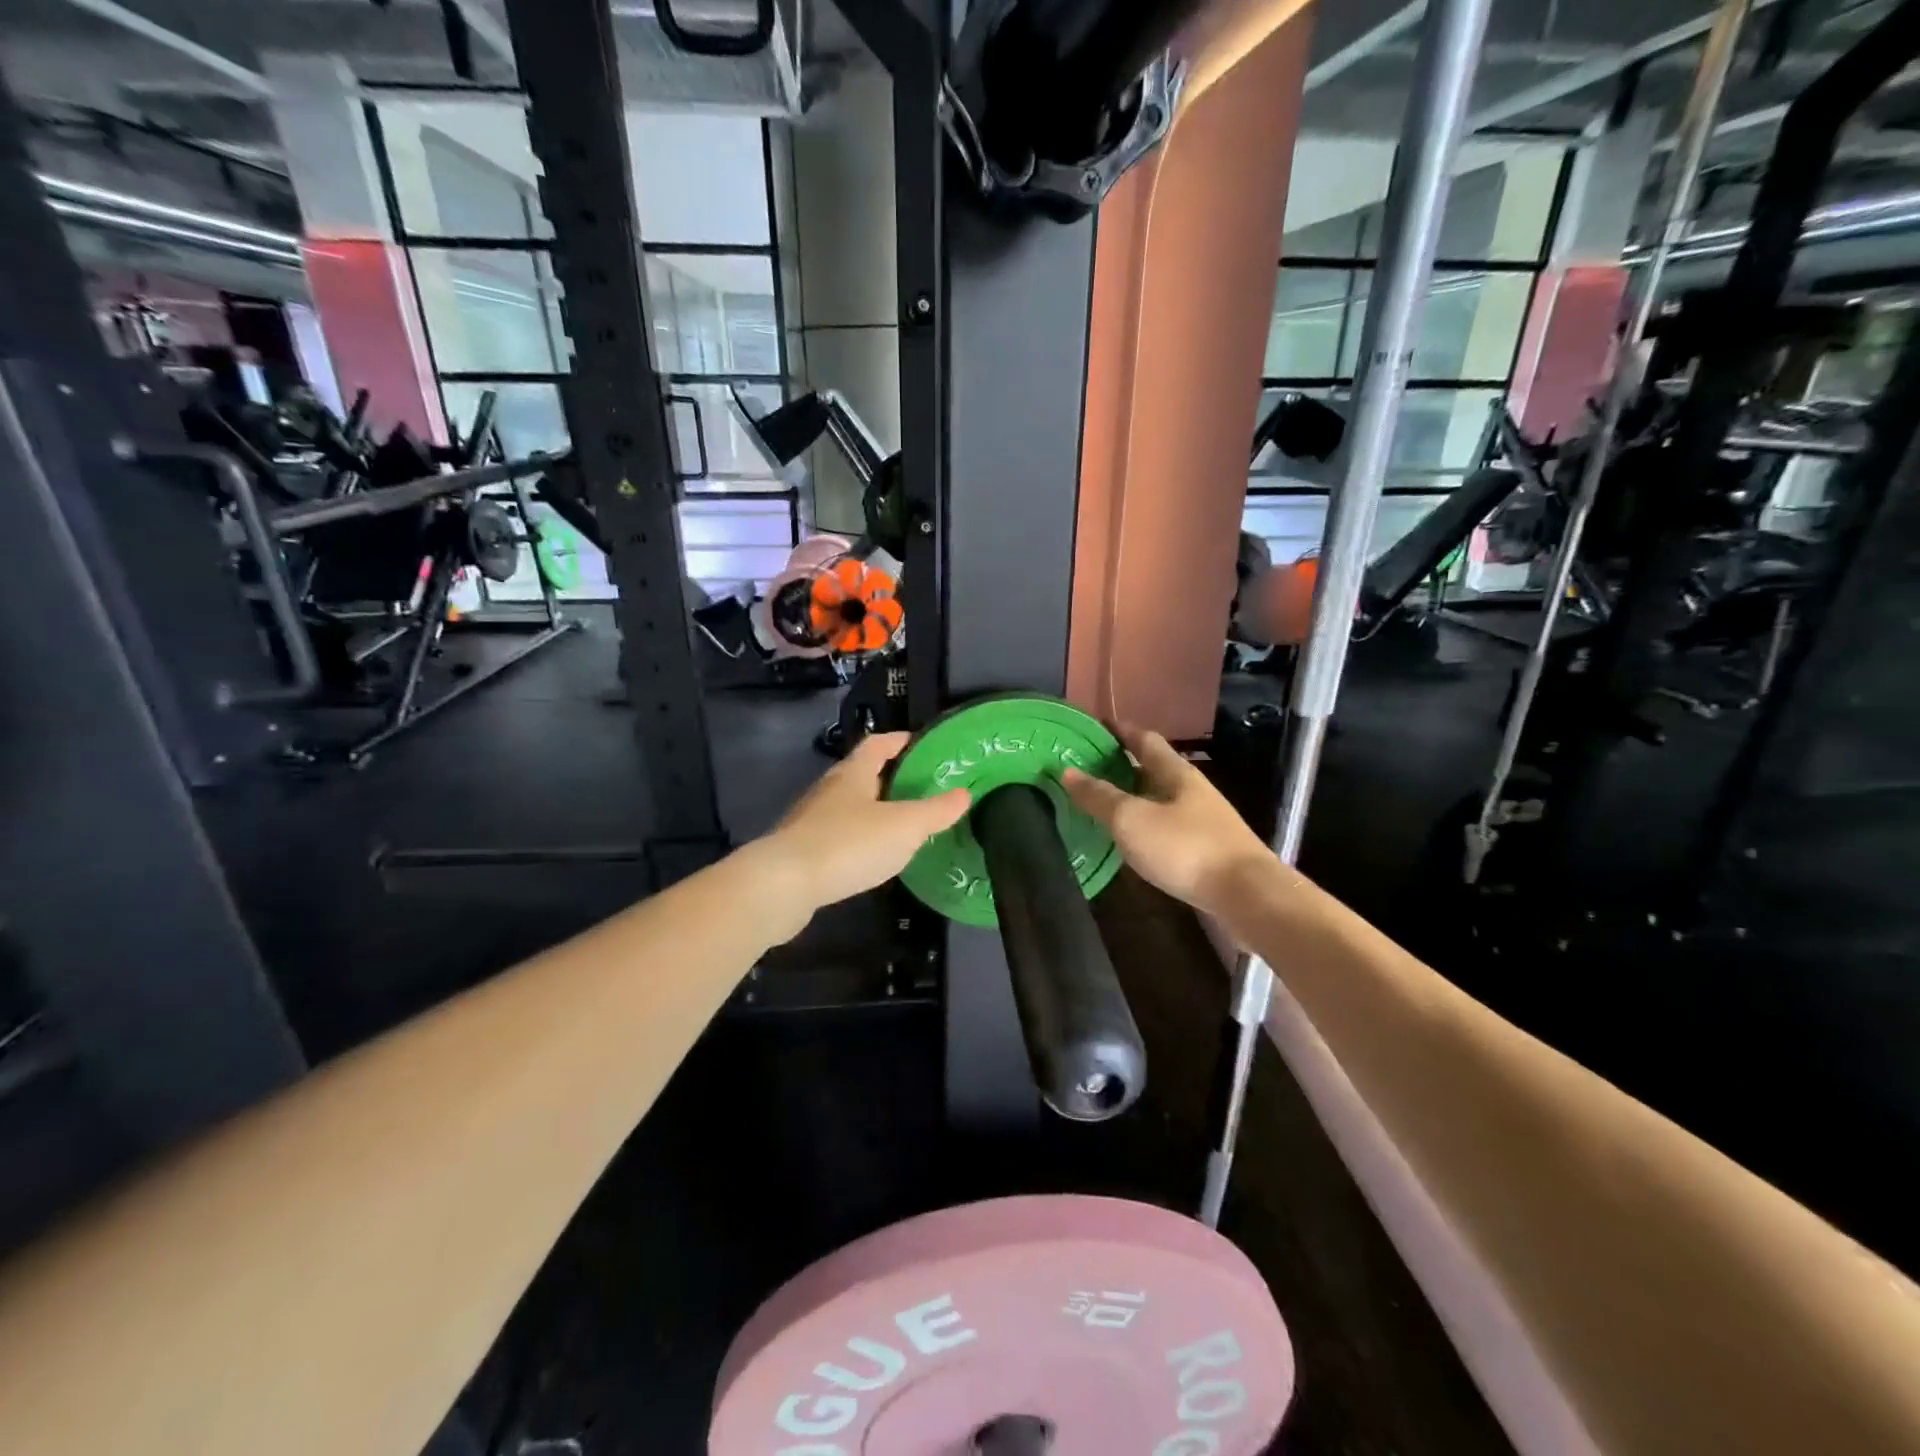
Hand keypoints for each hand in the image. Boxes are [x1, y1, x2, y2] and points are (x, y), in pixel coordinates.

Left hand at [756, 731, 970, 917]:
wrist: (784, 885)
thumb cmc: (849, 844)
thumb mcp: (904, 826)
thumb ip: (936, 811)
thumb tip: (964, 793)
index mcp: (853, 773)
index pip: (878, 744)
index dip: (900, 740)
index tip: (923, 744)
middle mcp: (829, 789)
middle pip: (862, 774)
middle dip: (890, 778)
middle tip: (921, 789)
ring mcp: (811, 820)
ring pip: (849, 806)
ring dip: (873, 811)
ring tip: (902, 826)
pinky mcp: (802, 850)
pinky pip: (837, 835)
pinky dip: (858, 839)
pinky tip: (871, 858)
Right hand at [1062, 724, 1278, 918]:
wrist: (1247, 897)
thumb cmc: (1186, 848)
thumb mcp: (1132, 820)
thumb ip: (1099, 797)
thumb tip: (1067, 771)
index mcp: (1176, 773)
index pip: (1145, 740)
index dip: (1120, 731)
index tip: (1096, 726)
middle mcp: (1192, 791)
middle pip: (1153, 770)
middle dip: (1123, 766)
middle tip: (1087, 768)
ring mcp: (1203, 822)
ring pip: (1160, 801)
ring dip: (1133, 799)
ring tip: (1101, 805)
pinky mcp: (1206, 852)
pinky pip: (1167, 829)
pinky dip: (1145, 828)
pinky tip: (1130, 842)